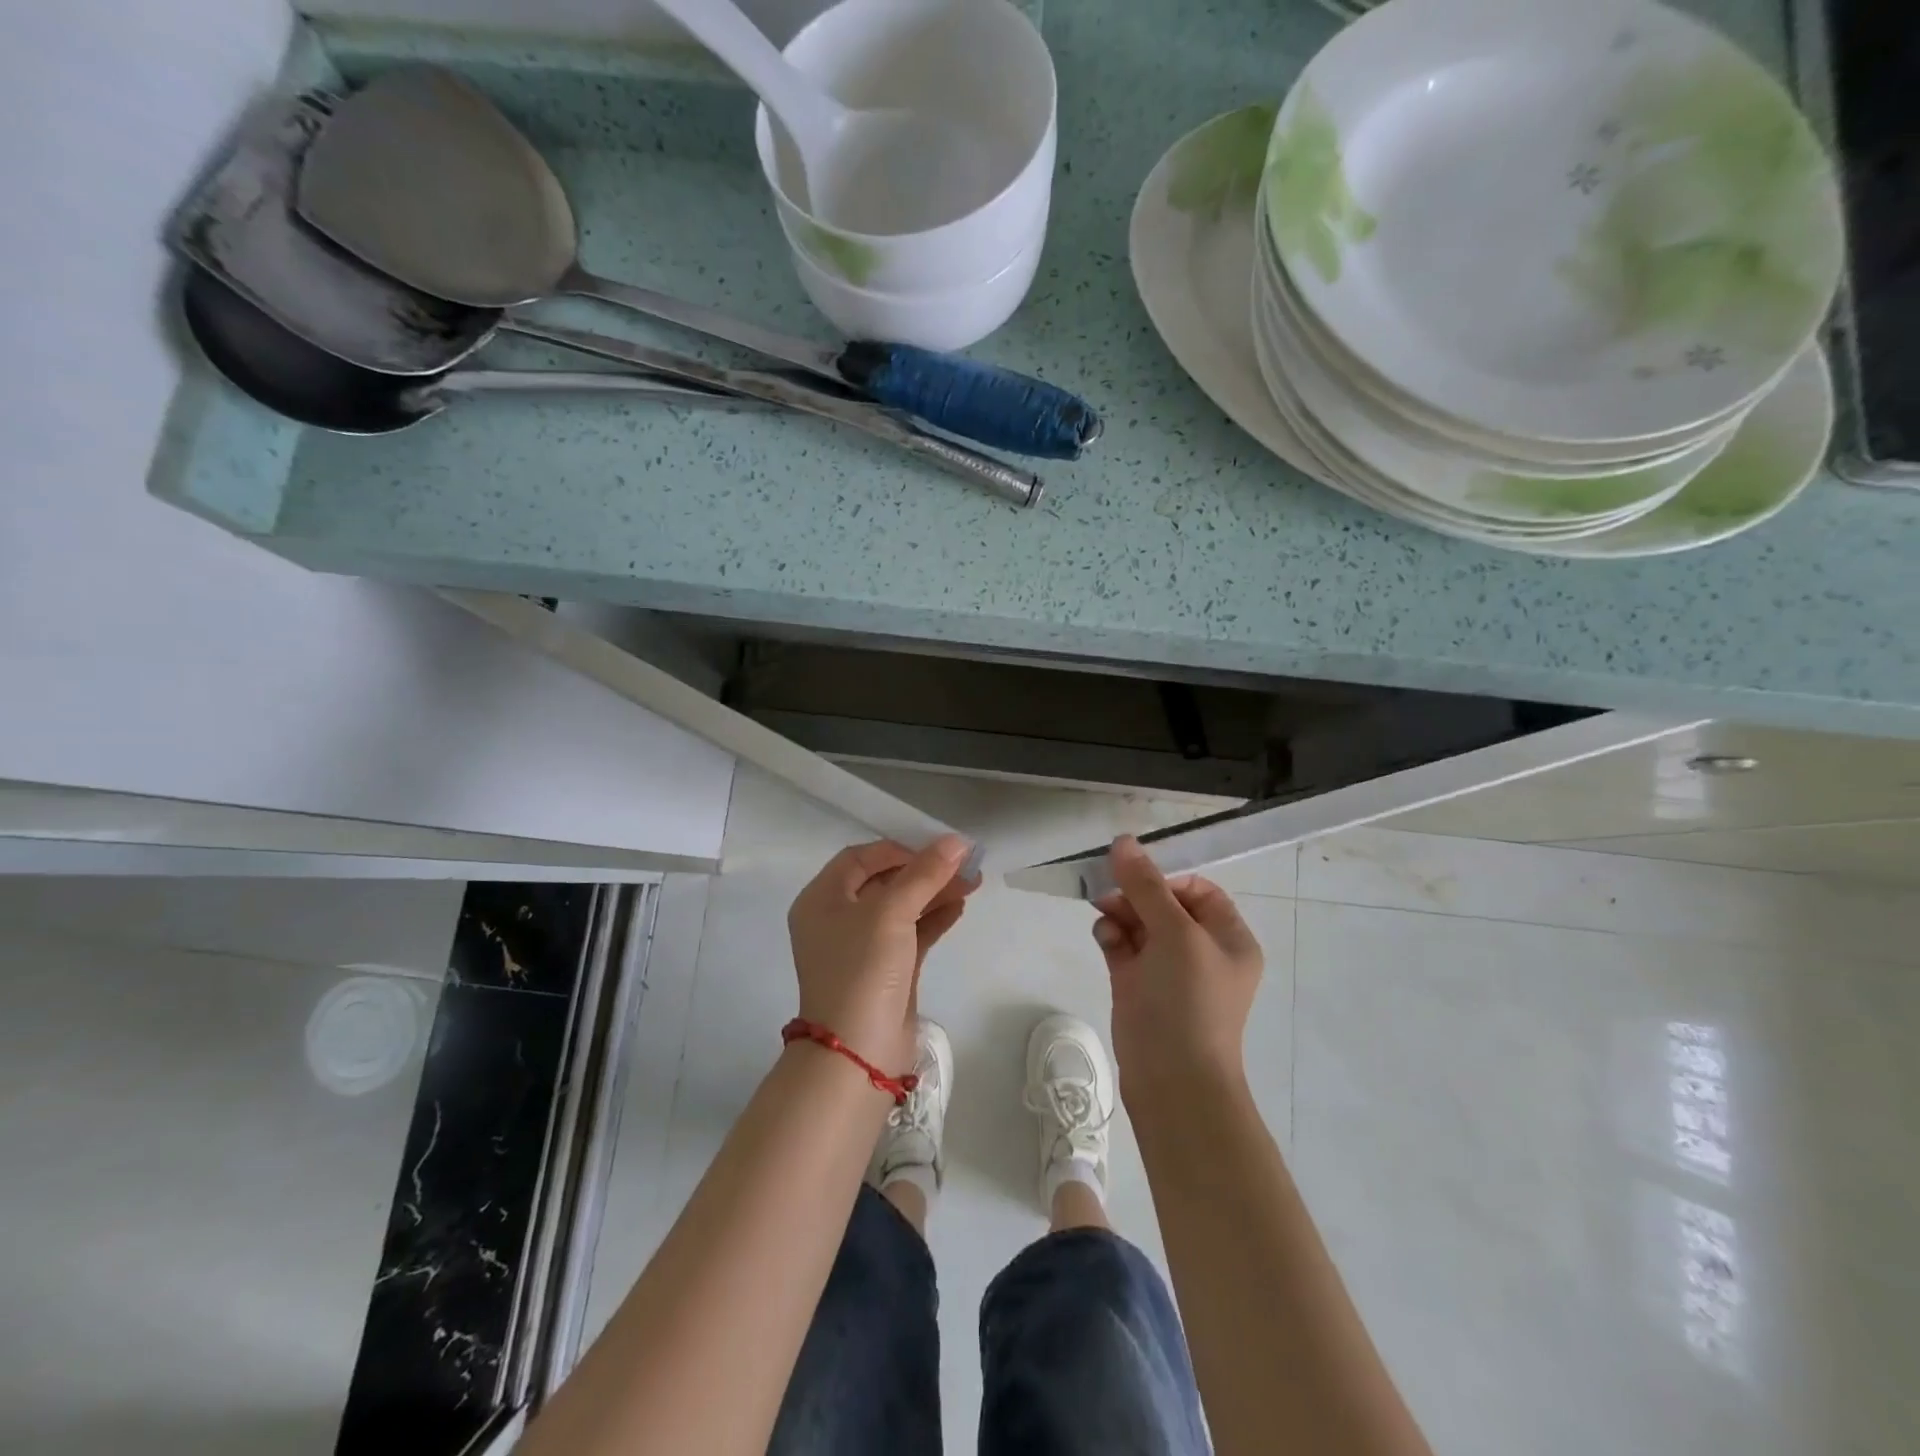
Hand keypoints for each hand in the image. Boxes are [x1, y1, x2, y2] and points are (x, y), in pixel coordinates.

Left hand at [787, 836, 974, 1073]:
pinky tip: (960, 907)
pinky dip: (934, 919)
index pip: (861, 858)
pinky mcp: (886, 970)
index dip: (898, 849)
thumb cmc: (863, 969)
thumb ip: (925, 874)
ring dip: (935, 893)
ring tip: (973, 882)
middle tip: (964, 864)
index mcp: (822, 899)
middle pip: (884, 881)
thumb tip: (958, 841)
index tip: (936, 850)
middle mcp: (837, 919)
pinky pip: (912, 933)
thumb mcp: (891, 912)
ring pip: (902, 908)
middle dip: (924, 871)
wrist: (858, 1053)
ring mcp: (862, 947)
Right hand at [1092, 835, 1263, 1103]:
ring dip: (1120, 912)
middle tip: (1108, 891)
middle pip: (1163, 904)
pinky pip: (1123, 946)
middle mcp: (1200, 950)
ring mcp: (1167, 969)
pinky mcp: (1138, 985)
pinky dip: (1112, 935)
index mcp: (1227, 937)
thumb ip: (1146, 885)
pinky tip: (1104, 936)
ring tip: (1104, 915)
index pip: (1196, 890)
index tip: (1136, 878)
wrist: (1173, 1080)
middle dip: (1135, 894)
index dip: (1165, 879)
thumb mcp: (1174, 934)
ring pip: (1139, 922)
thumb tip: (1123, 841)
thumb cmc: (1188, 1000)